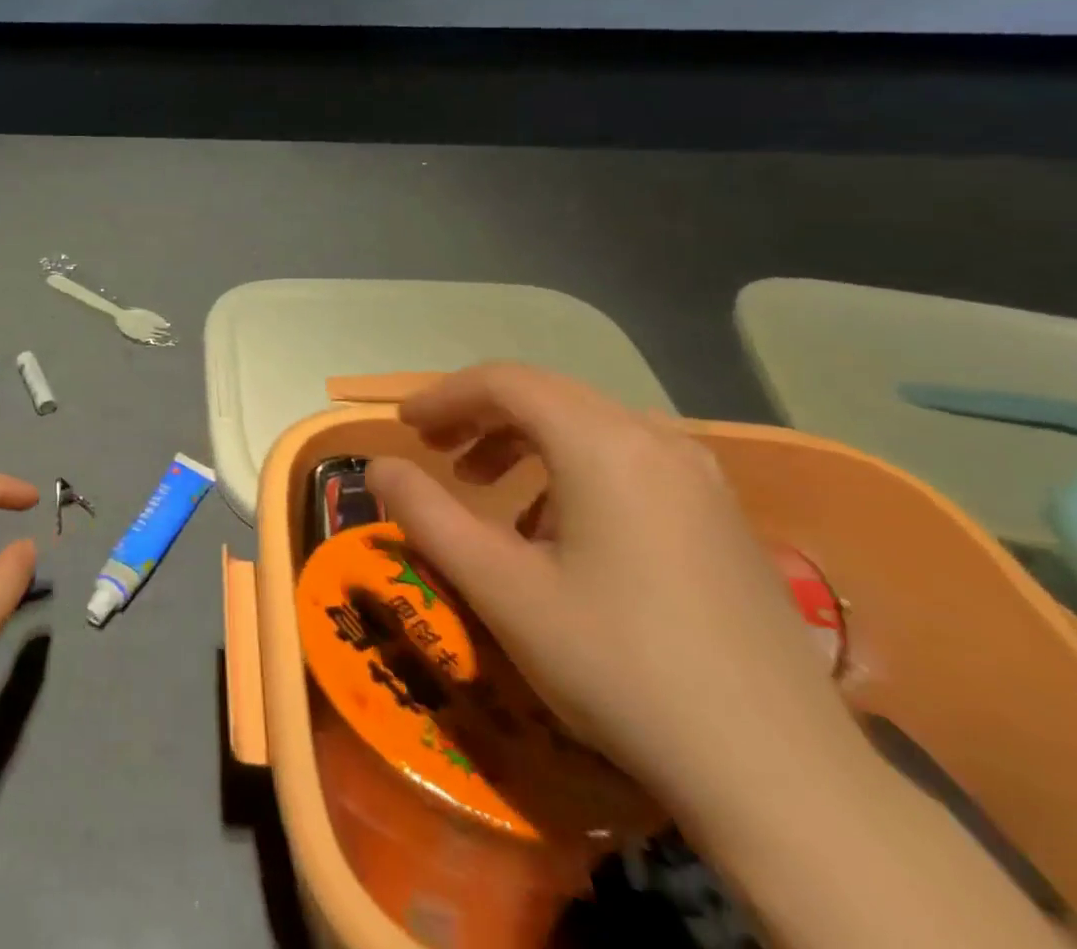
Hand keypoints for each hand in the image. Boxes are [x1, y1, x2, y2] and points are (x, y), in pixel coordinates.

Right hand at [367, 364, 859, 816]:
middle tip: (434, 450)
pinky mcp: (720, 516)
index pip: (506, 382)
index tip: (404, 427)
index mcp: (603, 444)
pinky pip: (627, 459)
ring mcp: (699, 477)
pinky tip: (556, 529)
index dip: (444, 396)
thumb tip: (378, 468)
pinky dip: (570, 467)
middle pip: (547, 395)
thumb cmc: (619, 665)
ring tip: (485, 487)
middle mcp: (656, 440)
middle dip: (479, 414)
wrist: (783, 778)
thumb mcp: (499, 588)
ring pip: (588, 425)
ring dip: (523, 439)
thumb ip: (426, 514)